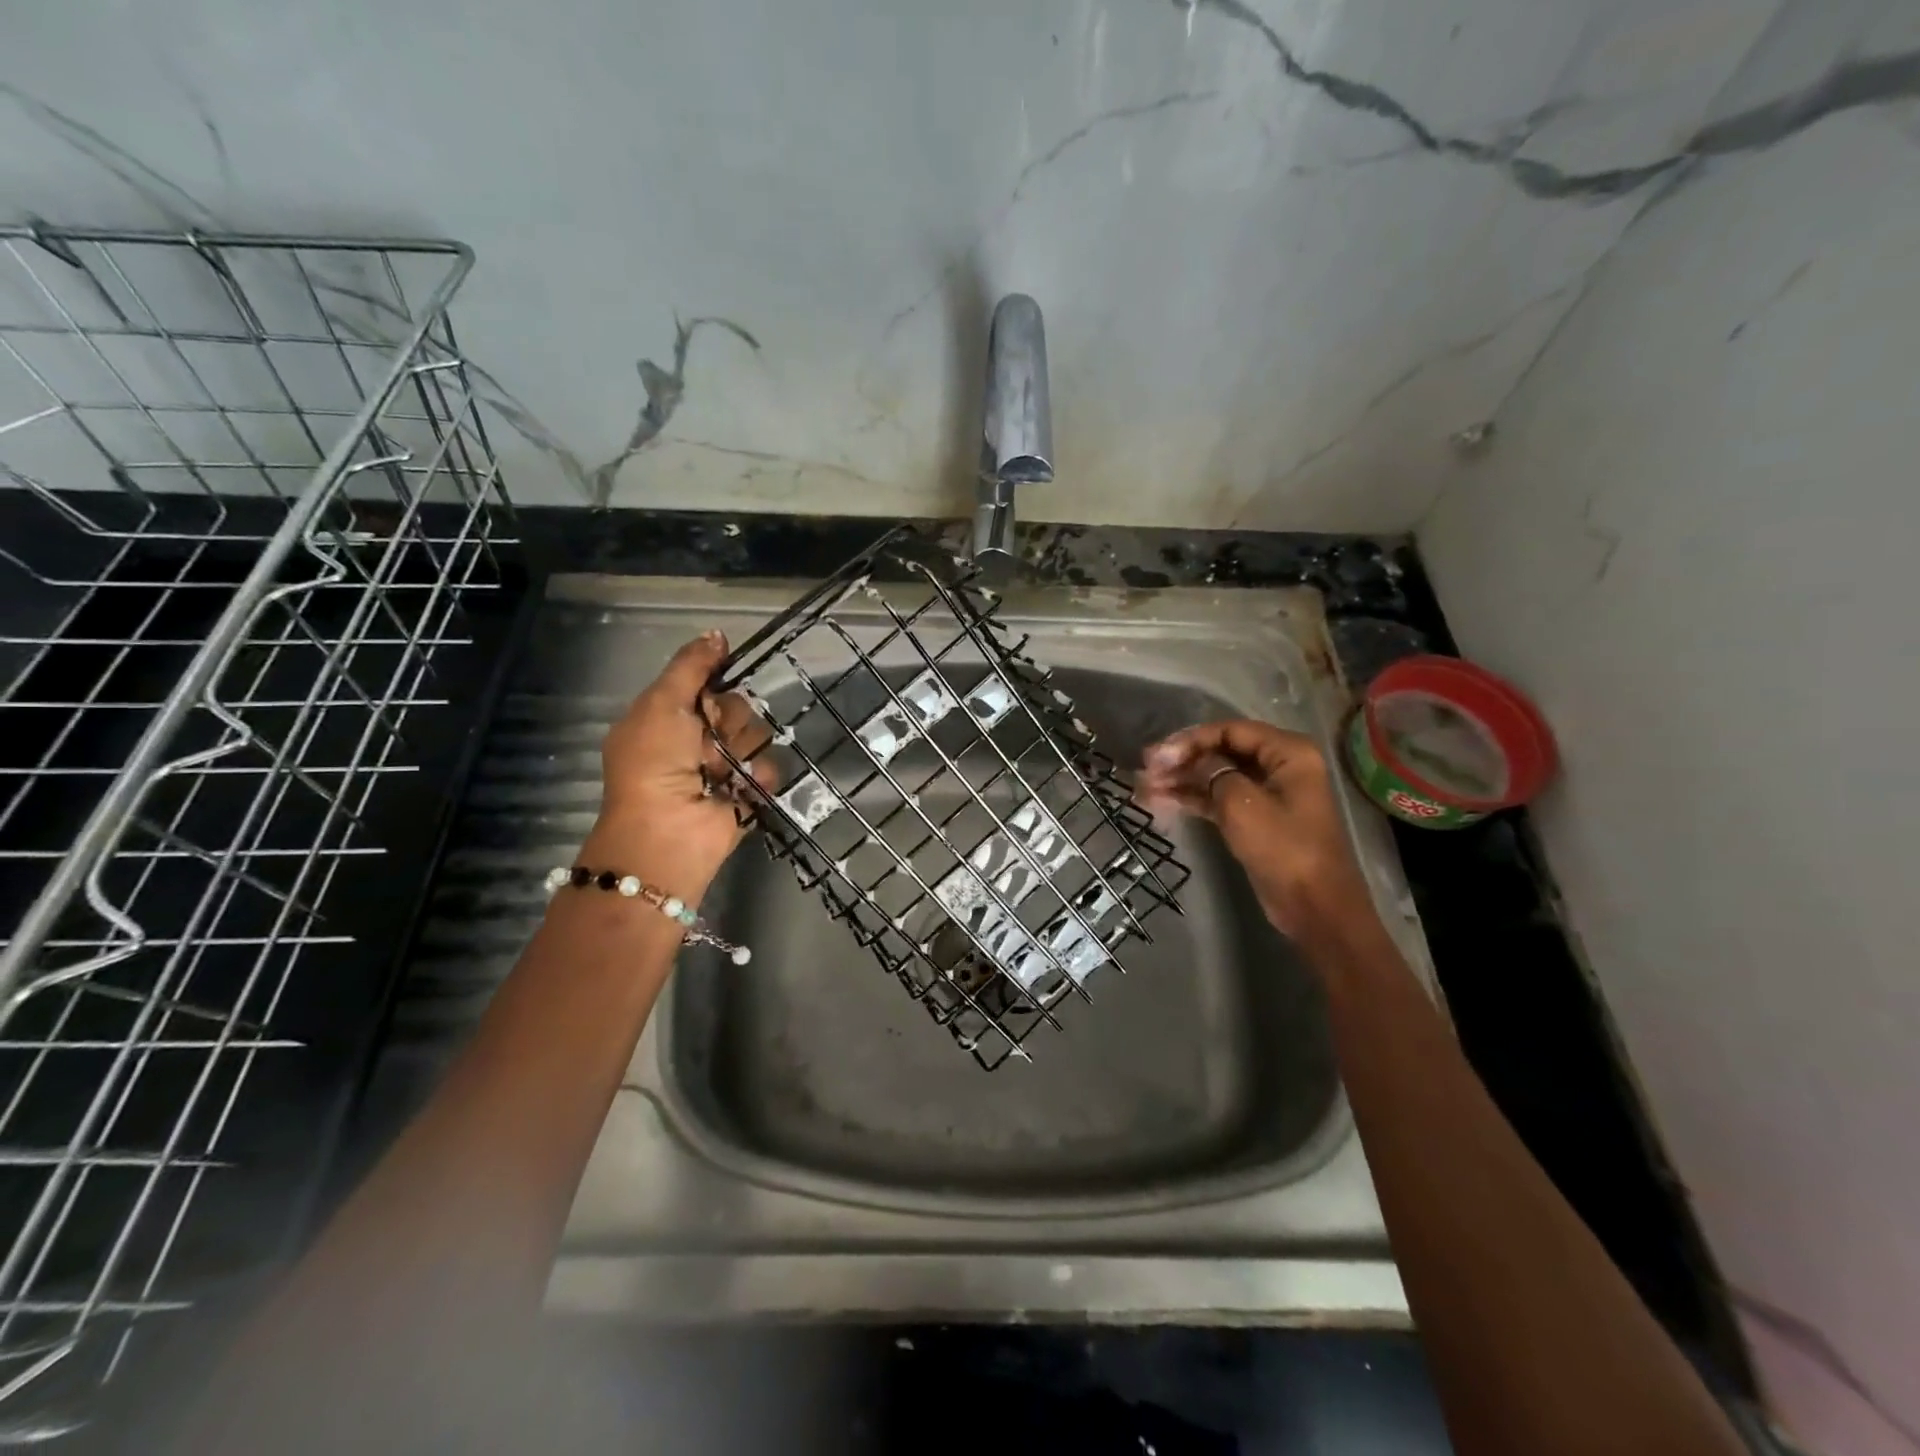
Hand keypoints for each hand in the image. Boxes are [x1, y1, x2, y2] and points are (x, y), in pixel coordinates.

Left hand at [577, 630, 774, 903]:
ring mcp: (725, 768)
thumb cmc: (653, 762)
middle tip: (708, 738)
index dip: (715, 681)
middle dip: (728, 719)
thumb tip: (718, 634)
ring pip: (757, 736)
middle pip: (737, 707)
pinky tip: (739, 786)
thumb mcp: (661, 704)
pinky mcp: (749, 793)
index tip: (717, 684)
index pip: (707, 684)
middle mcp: (698, 740)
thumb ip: (690, 667)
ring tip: (722, 769)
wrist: (667, 830)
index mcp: (670, 717)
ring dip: (741, 749)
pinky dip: (757, 777)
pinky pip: (769, 768)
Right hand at [1137, 720, 1380, 952]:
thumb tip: (1190, 759)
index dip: (1191, 740)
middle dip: (1182, 759)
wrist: (1314, 907)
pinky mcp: (1256, 818)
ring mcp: (1267, 793)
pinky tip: (1161, 800)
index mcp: (1288, 753)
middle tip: (1145, 770)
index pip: (1230, 730)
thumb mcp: (1242, 804)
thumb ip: (1212, 772)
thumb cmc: (1283, 849)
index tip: (1157, 756)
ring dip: (1182, 779)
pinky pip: (1219, 798)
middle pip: (1222, 750)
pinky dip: (1193, 798)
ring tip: (1145, 787)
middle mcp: (1279, 765)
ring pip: (1217, 775)